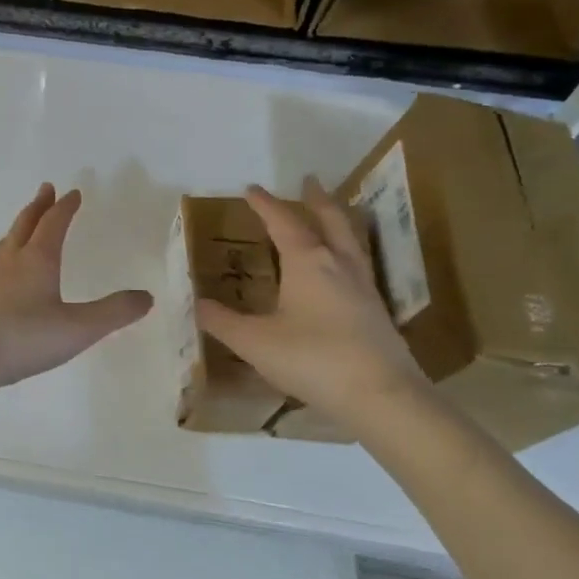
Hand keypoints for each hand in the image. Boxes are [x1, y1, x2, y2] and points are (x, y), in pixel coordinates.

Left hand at [0, 184, 151, 399]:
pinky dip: (9, 250)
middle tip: (46, 189)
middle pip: (26, 223)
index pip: (53, 223)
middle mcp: (12, 260)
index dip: (65, 207)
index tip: (73, 193)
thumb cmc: (24, 338)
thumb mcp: (78, 328)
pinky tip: (8, 268)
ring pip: (8, 241)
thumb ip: (114, 312)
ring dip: (21, 226)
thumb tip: (146, 297)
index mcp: (37, 259)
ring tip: (27, 222)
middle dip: (39, 206)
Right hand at [196, 179, 427, 426]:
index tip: (251, 189)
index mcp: (308, 263)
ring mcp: (363, 288)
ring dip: (337, 222)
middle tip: (309, 182)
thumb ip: (222, 322)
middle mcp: (339, 266)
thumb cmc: (312, 359)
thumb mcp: (254, 342)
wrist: (381, 396)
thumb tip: (197, 304)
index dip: (266, 205)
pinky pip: (358, 266)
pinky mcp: (377, 312)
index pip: (284, 223)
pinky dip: (346, 253)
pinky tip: (341, 270)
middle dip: (316, 200)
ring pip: (351, 242)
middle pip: (331, 222)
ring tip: (329, 215)